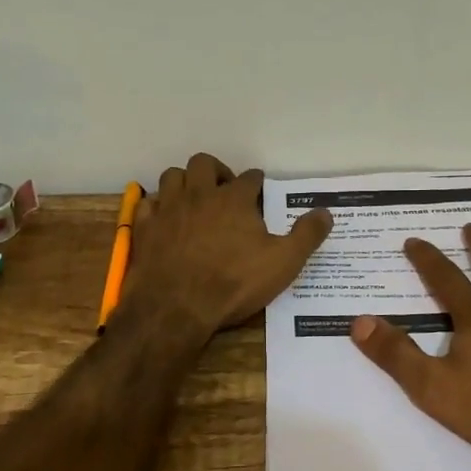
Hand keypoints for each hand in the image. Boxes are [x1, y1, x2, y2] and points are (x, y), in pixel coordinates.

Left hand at [123, 153, 333, 336]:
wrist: (176, 307)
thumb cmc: (234, 283)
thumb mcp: (283, 263)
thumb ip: (306, 235)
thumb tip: (326, 212)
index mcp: (235, 200)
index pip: (249, 178)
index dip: (256, 183)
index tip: (259, 190)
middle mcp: (200, 194)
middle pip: (204, 164)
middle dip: (216, 170)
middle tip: (224, 190)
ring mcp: (168, 209)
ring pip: (172, 176)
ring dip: (184, 182)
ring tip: (194, 199)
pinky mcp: (145, 227)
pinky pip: (147, 203)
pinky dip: (157, 206)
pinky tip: (165, 218)